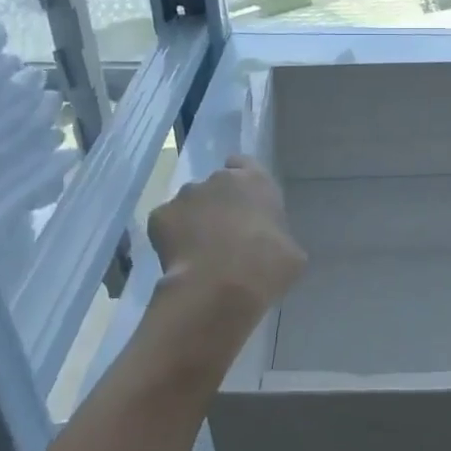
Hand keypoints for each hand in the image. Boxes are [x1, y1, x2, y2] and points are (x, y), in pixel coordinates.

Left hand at [148, 157, 305, 313]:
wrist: (220, 287)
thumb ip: (279, 237)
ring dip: (194, 220)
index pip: (245, 164)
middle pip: (215, 185)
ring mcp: (185, 195)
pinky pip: (167, 223)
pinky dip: (171, 237)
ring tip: (200, 250)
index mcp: (256, 181)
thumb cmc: (267, 265)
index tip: (245, 205)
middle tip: (225, 234)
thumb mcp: (291, 253)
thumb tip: (273, 246)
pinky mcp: (159, 216)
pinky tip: (181, 260)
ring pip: (189, 204)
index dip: (243, 184)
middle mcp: (218, 179)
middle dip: (218, 204)